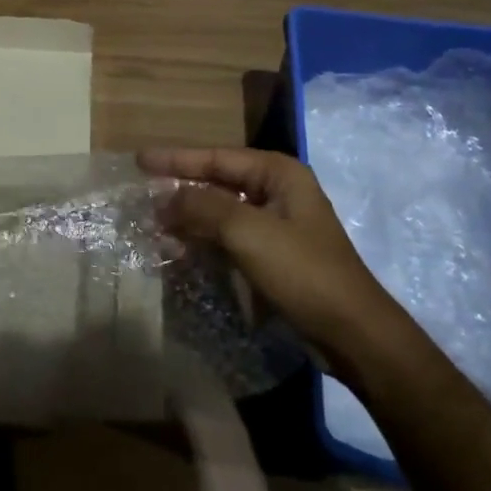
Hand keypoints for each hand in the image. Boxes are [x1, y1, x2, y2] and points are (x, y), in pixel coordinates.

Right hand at [139, 148, 398, 347]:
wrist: (351, 332)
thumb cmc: (302, 271)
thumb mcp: (248, 231)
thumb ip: (202, 206)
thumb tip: (163, 197)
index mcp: (279, 174)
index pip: (217, 157)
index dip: (177, 159)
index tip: (139, 160)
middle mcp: (277, 193)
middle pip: (218, 183)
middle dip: (181, 190)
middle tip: (141, 196)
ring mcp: (276, 226)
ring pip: (220, 213)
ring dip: (188, 219)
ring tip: (153, 226)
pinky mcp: (272, 257)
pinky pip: (228, 239)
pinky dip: (203, 241)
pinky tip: (178, 249)